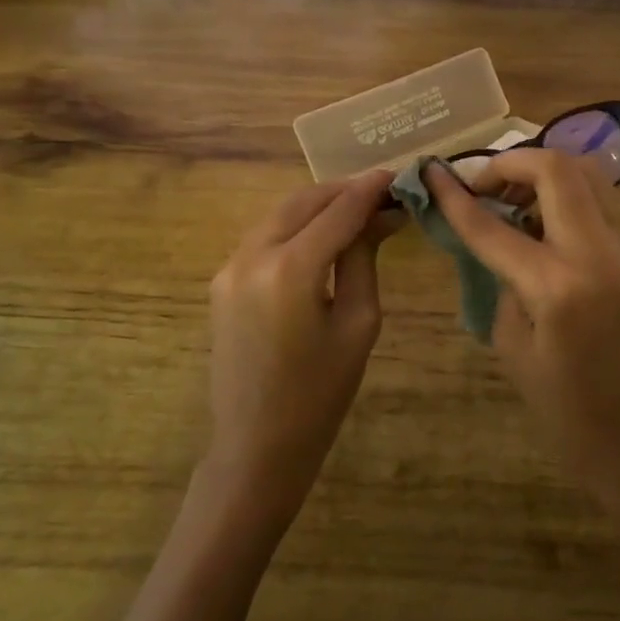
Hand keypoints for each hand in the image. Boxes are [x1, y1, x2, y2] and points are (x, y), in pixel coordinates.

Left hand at [204, 171, 397, 520]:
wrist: (257, 444)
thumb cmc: (320, 393)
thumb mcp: (357, 323)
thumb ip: (363, 259)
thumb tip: (380, 217)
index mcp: (289, 269)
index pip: (337, 211)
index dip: (369, 190)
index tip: (397, 176)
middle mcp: (251, 256)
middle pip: (302, 202)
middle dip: (342, 191)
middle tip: (381, 192)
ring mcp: (229, 267)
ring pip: (279, 215)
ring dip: (317, 206)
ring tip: (356, 209)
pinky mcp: (221, 281)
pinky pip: (263, 238)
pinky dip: (295, 227)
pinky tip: (321, 234)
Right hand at [426, 151, 619, 525]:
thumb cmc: (566, 411)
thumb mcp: (513, 348)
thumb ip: (501, 283)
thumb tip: (495, 242)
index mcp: (557, 285)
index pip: (493, 225)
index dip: (456, 197)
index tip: (431, 172)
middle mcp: (596, 252)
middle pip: (556, 168)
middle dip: (510, 162)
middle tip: (480, 185)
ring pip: (585, 174)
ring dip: (542, 172)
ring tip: (508, 199)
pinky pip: (596, 201)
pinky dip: (563, 194)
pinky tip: (537, 222)